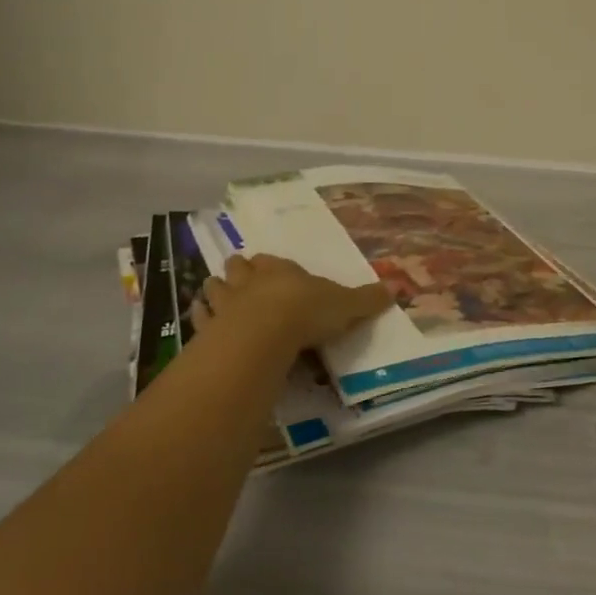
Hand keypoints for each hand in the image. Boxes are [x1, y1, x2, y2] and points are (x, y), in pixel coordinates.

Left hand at [194, 253, 392, 351]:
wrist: (266, 333)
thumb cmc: (308, 311)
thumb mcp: (346, 305)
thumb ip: (367, 299)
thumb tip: (395, 288)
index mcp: (282, 270)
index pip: (272, 261)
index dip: (270, 266)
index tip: (270, 269)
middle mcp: (251, 280)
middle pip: (238, 268)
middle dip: (239, 272)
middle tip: (242, 281)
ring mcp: (226, 303)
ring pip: (214, 288)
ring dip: (216, 292)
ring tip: (219, 299)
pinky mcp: (209, 328)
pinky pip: (199, 317)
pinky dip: (200, 317)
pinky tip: (202, 322)